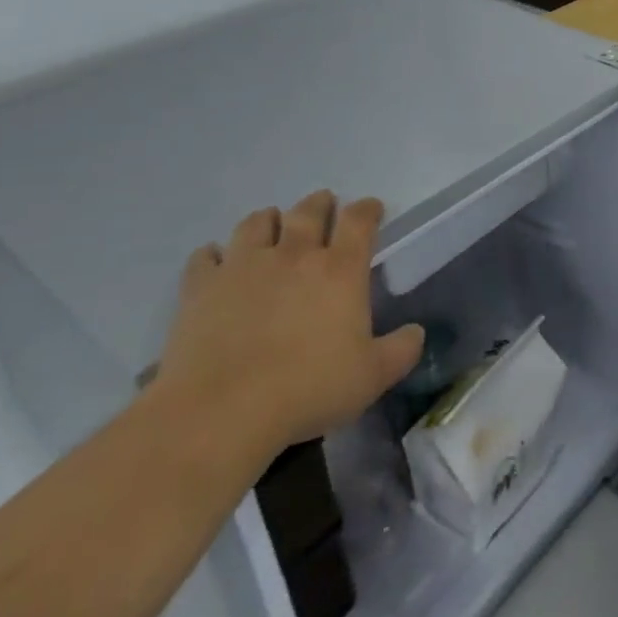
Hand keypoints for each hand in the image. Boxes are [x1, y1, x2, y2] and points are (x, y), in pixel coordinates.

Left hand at [156, 191, 423, 457]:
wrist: (220, 412)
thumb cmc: (308, 389)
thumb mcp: (373, 376)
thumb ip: (402, 349)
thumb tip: (416, 333)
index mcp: (341, 269)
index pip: (359, 220)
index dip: (368, 209)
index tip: (372, 209)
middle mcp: (294, 255)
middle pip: (308, 212)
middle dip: (320, 204)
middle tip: (324, 205)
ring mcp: (243, 267)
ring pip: (256, 223)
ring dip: (268, 219)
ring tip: (272, 225)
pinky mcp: (201, 288)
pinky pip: (205, 257)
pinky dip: (214, 254)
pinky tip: (216, 261)